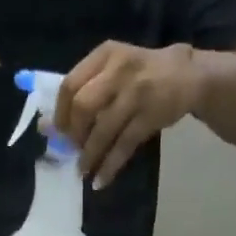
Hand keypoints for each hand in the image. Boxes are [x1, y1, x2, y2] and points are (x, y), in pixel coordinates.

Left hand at [57, 40, 202, 188]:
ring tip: (83, 171)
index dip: (60, 114)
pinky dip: (109, 167)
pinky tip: (100, 181)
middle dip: (74, 134)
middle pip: (83, 107)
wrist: (190, 75)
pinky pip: (123, 146)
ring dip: (89, 156)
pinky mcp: (150, 115)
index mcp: (105, 54)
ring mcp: (136, 92)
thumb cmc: (143, 75)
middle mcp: (119, 69)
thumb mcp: (114, 70)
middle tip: (73, 150)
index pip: (69, 84)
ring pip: (102, 130)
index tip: (58, 133)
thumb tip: (45, 126)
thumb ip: (83, 92)